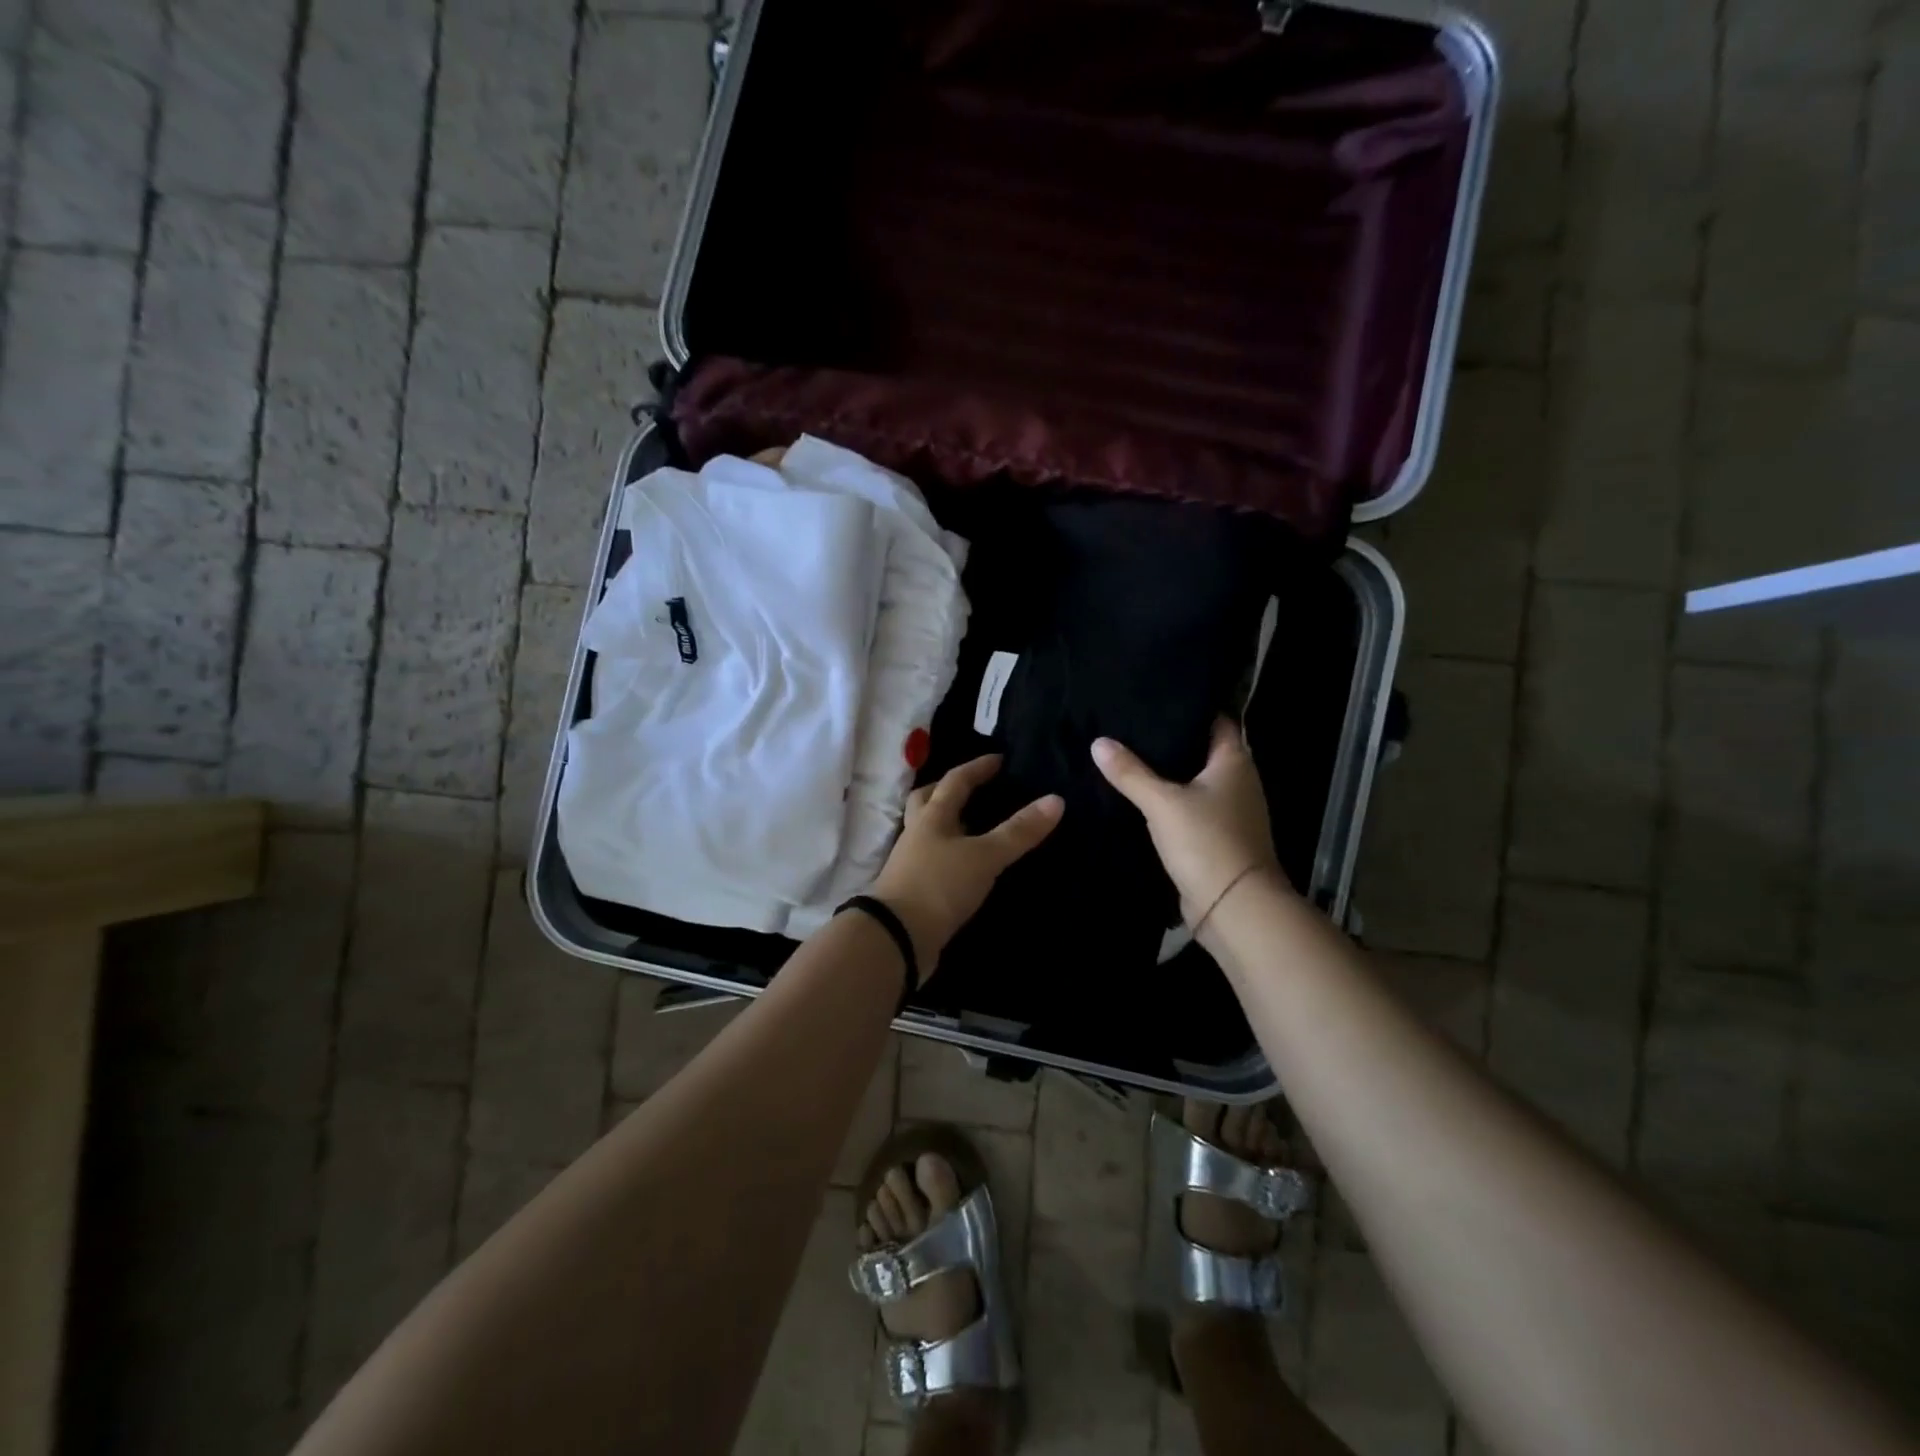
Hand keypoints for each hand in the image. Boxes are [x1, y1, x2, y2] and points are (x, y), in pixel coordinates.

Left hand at [870, 755, 1063, 977]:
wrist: (897, 937)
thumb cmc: (939, 885)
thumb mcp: (984, 856)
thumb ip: (1018, 831)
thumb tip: (1056, 799)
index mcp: (932, 816)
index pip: (955, 781)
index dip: (977, 768)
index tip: (999, 760)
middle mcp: (917, 833)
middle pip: (927, 801)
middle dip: (947, 790)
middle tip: (972, 788)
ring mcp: (910, 862)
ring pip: (927, 831)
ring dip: (946, 824)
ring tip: (971, 826)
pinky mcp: (911, 889)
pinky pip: (931, 861)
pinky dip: (948, 856)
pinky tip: (964, 865)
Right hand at [1092, 719, 1282, 926]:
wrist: (1234, 907)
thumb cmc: (1206, 841)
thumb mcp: (1162, 802)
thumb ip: (1130, 772)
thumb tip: (1099, 742)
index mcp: (1234, 761)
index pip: (1216, 720)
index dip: (1189, 708)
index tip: (1156, 699)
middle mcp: (1238, 781)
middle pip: (1202, 750)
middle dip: (1171, 740)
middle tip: (1130, 725)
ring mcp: (1230, 812)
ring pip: (1194, 781)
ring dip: (1168, 774)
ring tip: (1127, 756)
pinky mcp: (1217, 838)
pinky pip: (1190, 809)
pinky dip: (1169, 802)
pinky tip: (1140, 798)